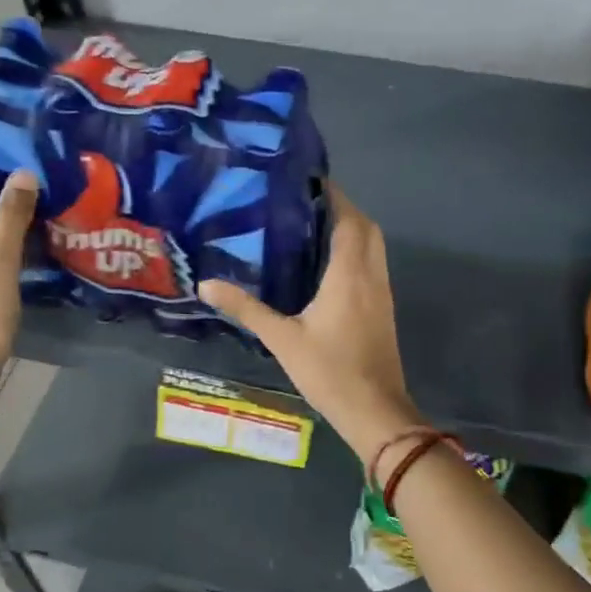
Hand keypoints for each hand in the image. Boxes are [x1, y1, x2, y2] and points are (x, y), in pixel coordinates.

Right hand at [198, 184, 423, 462]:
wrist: (375, 410)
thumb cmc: (330, 371)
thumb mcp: (283, 339)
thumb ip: (247, 309)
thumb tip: (207, 284)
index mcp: (350, 274)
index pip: (348, 220)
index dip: (333, 196)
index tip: (307, 181)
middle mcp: (372, 275)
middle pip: (366, 227)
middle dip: (342, 209)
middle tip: (305, 204)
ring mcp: (382, 292)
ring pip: (373, 246)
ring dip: (351, 230)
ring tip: (312, 227)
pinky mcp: (383, 308)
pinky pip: (373, 265)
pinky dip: (356, 252)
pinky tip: (328, 265)